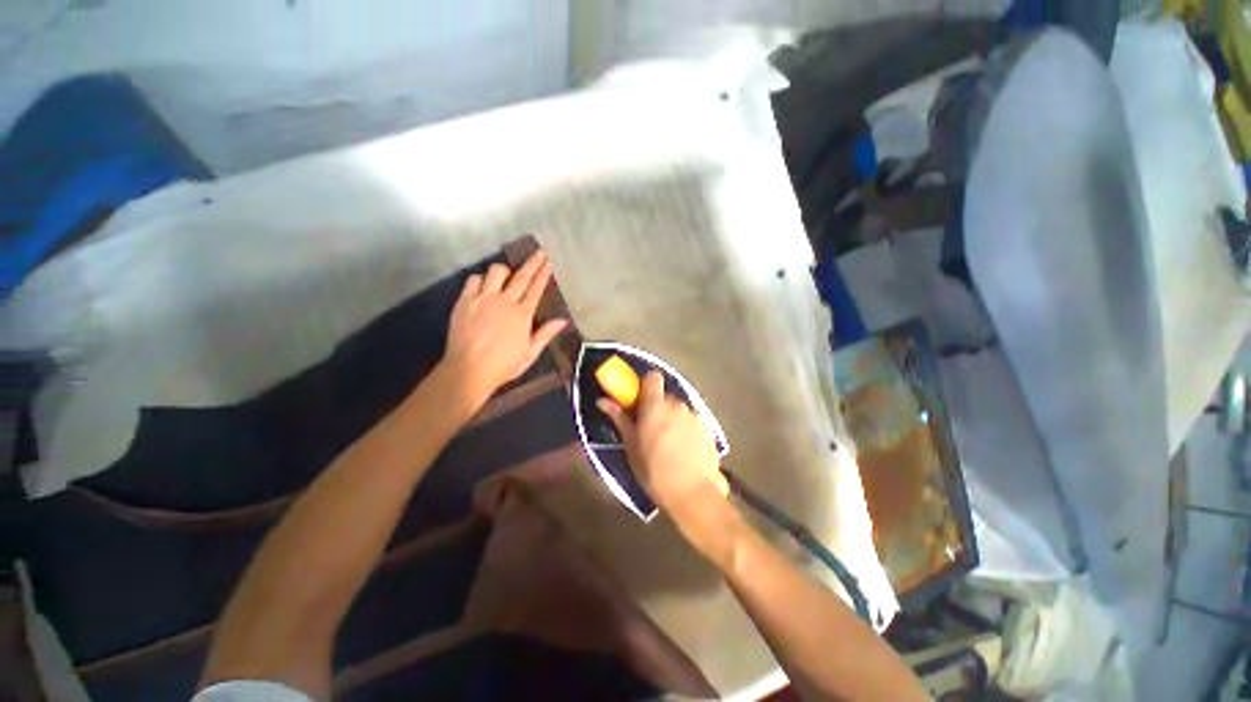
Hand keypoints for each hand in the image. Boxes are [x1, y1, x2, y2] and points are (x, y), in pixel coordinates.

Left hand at [439, 250, 567, 415]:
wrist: (468, 370)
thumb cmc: (503, 365)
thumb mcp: (529, 354)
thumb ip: (545, 334)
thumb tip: (563, 320)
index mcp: (522, 315)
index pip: (535, 289)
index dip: (543, 274)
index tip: (548, 262)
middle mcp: (504, 301)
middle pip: (521, 276)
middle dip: (532, 262)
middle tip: (539, 252)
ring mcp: (483, 299)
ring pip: (496, 272)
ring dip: (505, 271)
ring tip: (507, 275)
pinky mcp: (465, 301)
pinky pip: (474, 279)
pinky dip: (481, 279)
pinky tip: (484, 285)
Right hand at [598, 371, 730, 534]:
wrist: (693, 494)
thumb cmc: (654, 471)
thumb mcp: (631, 446)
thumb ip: (619, 418)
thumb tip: (603, 400)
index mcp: (656, 405)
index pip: (652, 377)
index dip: (645, 384)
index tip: (638, 401)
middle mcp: (677, 404)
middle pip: (665, 395)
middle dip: (656, 406)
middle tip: (649, 428)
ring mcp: (695, 415)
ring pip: (678, 409)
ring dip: (671, 418)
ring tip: (667, 443)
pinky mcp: (707, 428)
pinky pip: (691, 420)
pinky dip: (684, 428)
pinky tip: (683, 450)